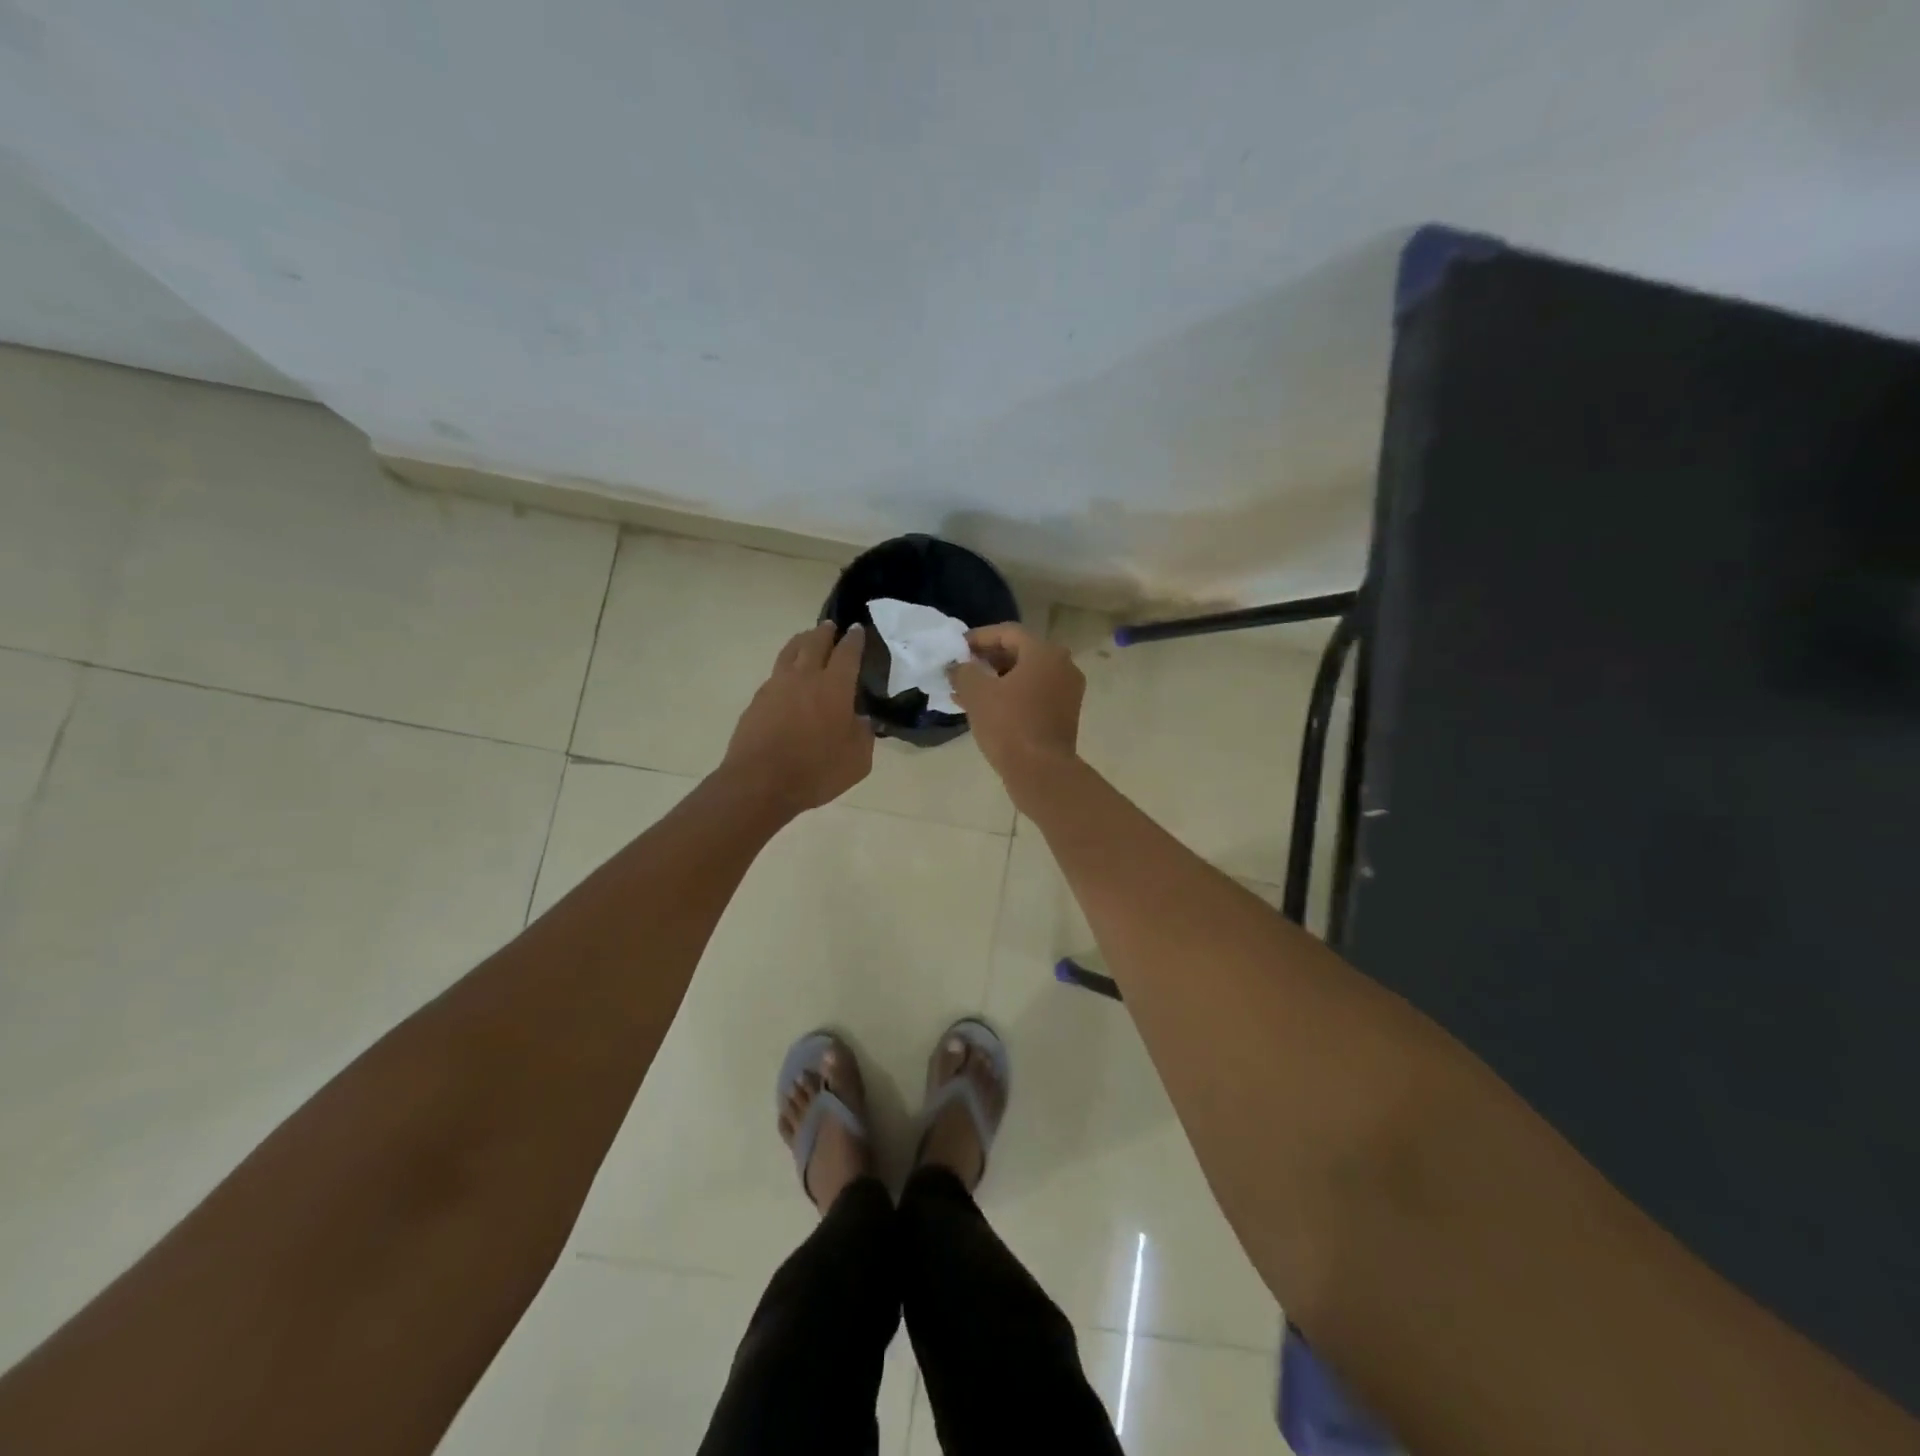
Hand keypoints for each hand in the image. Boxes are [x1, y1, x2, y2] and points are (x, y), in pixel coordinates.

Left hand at [724, 623, 873, 813]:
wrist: (760, 782)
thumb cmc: (816, 771)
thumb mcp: (857, 760)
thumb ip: (863, 735)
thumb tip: (861, 720)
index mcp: (834, 687)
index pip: (847, 653)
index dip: (854, 639)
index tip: (857, 630)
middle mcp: (805, 677)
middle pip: (815, 642)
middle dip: (825, 632)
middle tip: (831, 626)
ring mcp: (777, 686)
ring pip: (790, 652)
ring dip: (802, 641)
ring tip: (807, 639)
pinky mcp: (758, 700)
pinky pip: (776, 673)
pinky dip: (786, 667)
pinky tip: (788, 677)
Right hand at [947, 622, 1084, 784]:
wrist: (1041, 772)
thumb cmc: (1009, 725)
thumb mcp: (977, 693)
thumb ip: (963, 671)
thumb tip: (957, 665)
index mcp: (1045, 652)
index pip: (1007, 632)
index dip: (978, 638)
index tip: (956, 649)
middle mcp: (1062, 666)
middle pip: (1018, 653)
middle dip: (986, 660)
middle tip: (960, 669)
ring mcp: (1067, 692)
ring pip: (1025, 676)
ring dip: (995, 680)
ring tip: (964, 691)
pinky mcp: (1064, 714)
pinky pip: (1033, 695)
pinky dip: (1009, 696)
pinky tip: (983, 708)